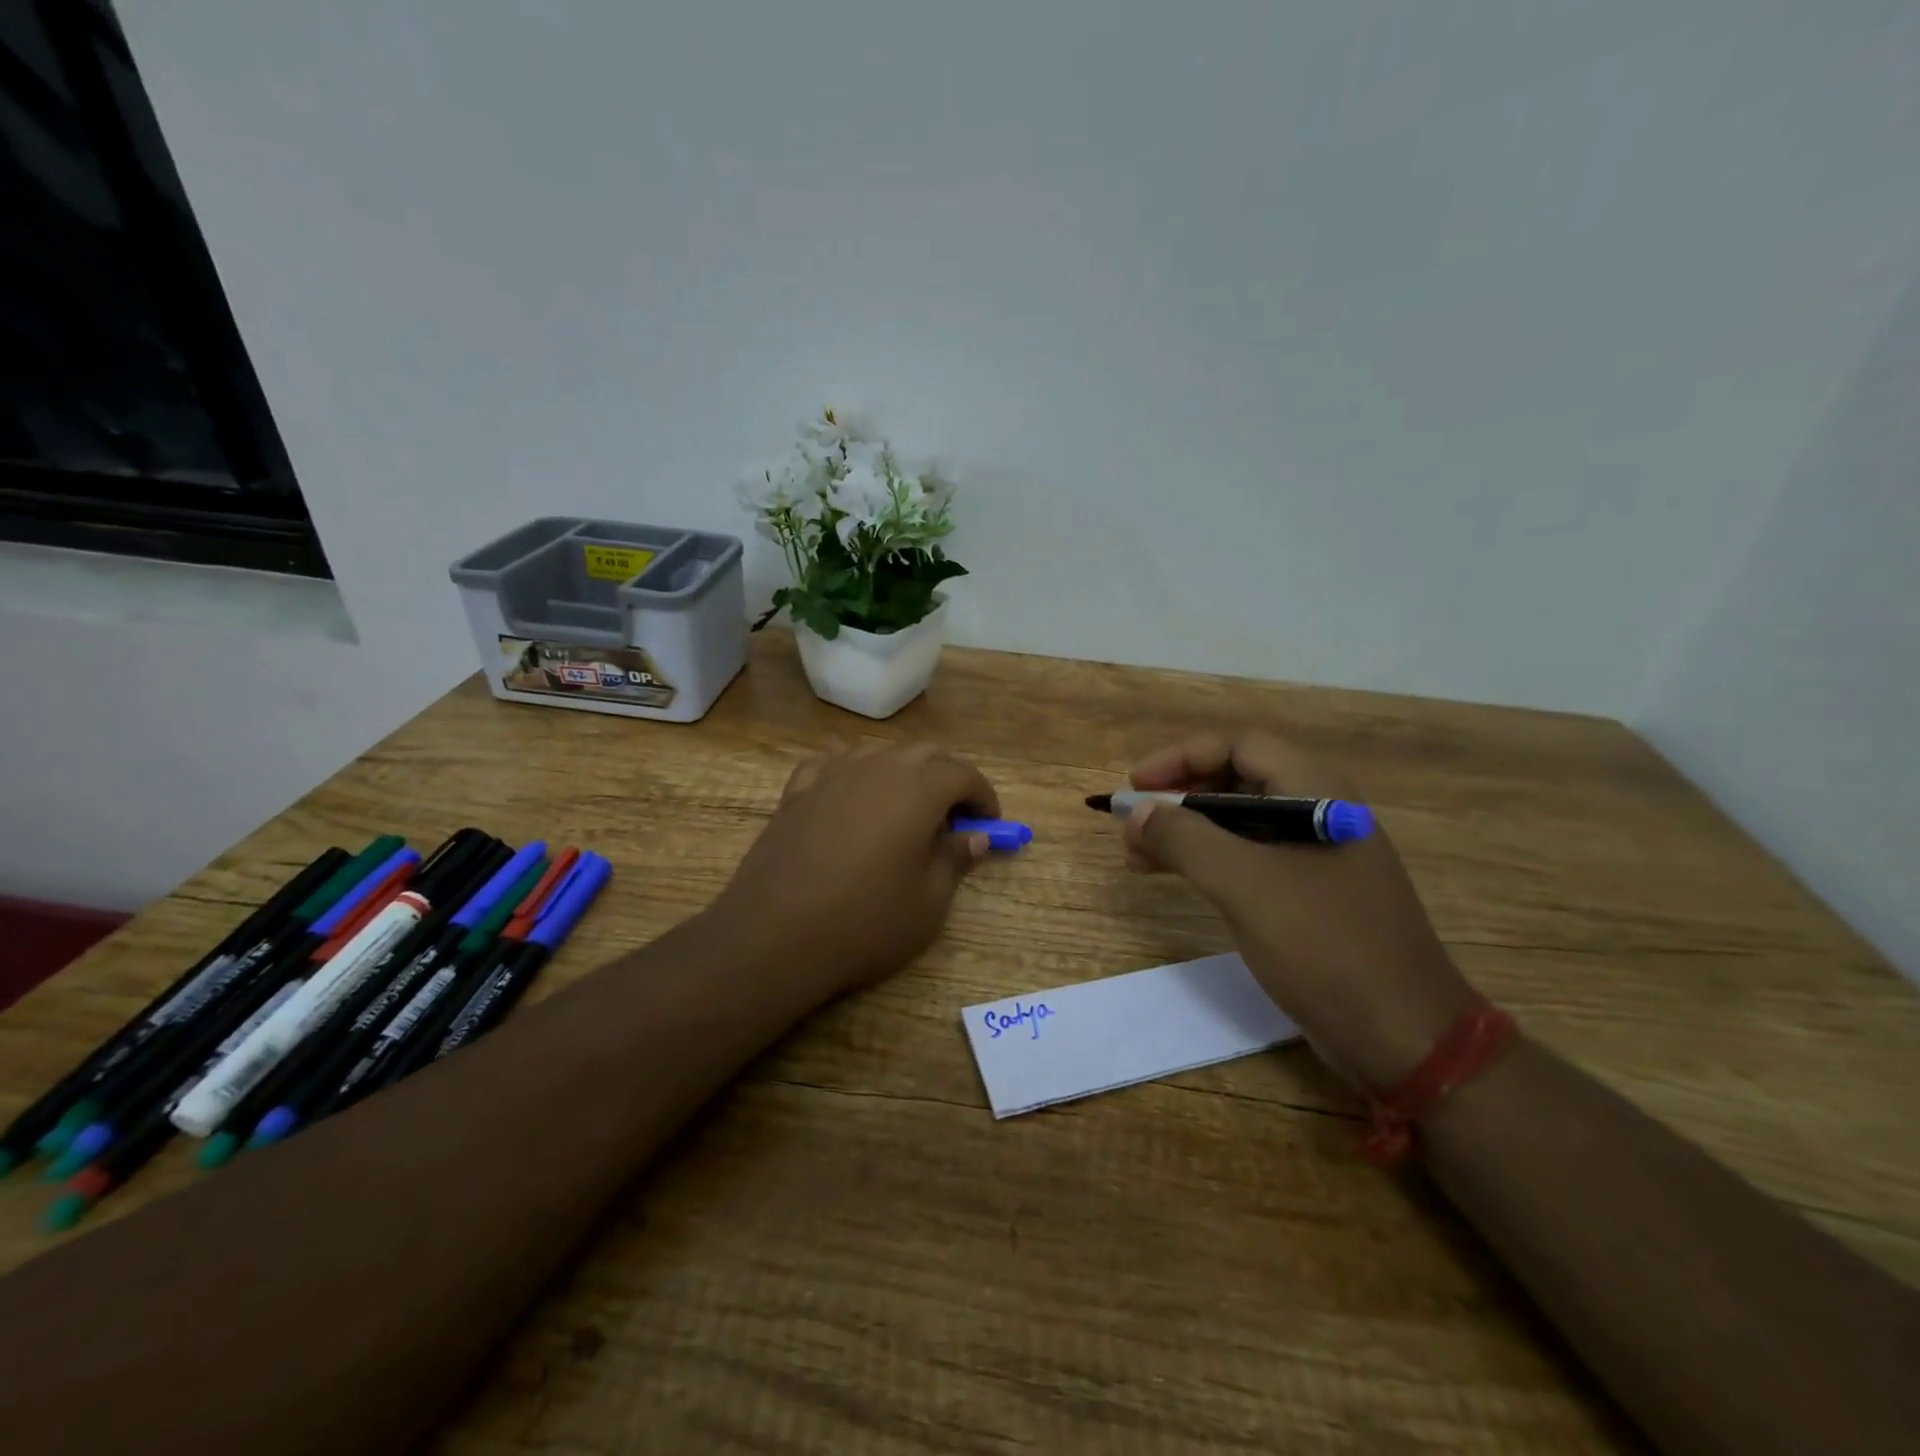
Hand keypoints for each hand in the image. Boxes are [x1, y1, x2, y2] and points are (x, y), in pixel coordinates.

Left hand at [710, 741, 1000, 1003]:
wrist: (775, 935)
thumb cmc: (864, 922)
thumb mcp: (928, 903)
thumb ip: (955, 860)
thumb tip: (974, 837)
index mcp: (918, 790)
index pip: (963, 774)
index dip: (983, 796)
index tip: (990, 823)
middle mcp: (877, 768)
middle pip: (924, 754)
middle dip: (948, 779)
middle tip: (954, 818)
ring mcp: (832, 775)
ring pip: (879, 753)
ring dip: (903, 772)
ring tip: (905, 809)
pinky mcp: (797, 791)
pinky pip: (834, 764)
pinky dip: (854, 774)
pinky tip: (852, 796)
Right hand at [1122, 731, 1476, 1090]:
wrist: (1404, 1037)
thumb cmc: (1325, 945)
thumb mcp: (1245, 885)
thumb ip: (1185, 839)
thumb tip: (1137, 811)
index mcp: (1318, 792)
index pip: (1240, 746)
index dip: (1182, 757)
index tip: (1137, 784)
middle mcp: (1320, 811)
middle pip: (1238, 780)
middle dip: (1180, 796)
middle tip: (1134, 823)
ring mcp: (1318, 854)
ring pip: (1240, 822)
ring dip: (1187, 831)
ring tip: (1139, 856)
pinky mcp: (1312, 892)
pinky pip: (1250, 858)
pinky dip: (1208, 860)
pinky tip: (1177, 877)